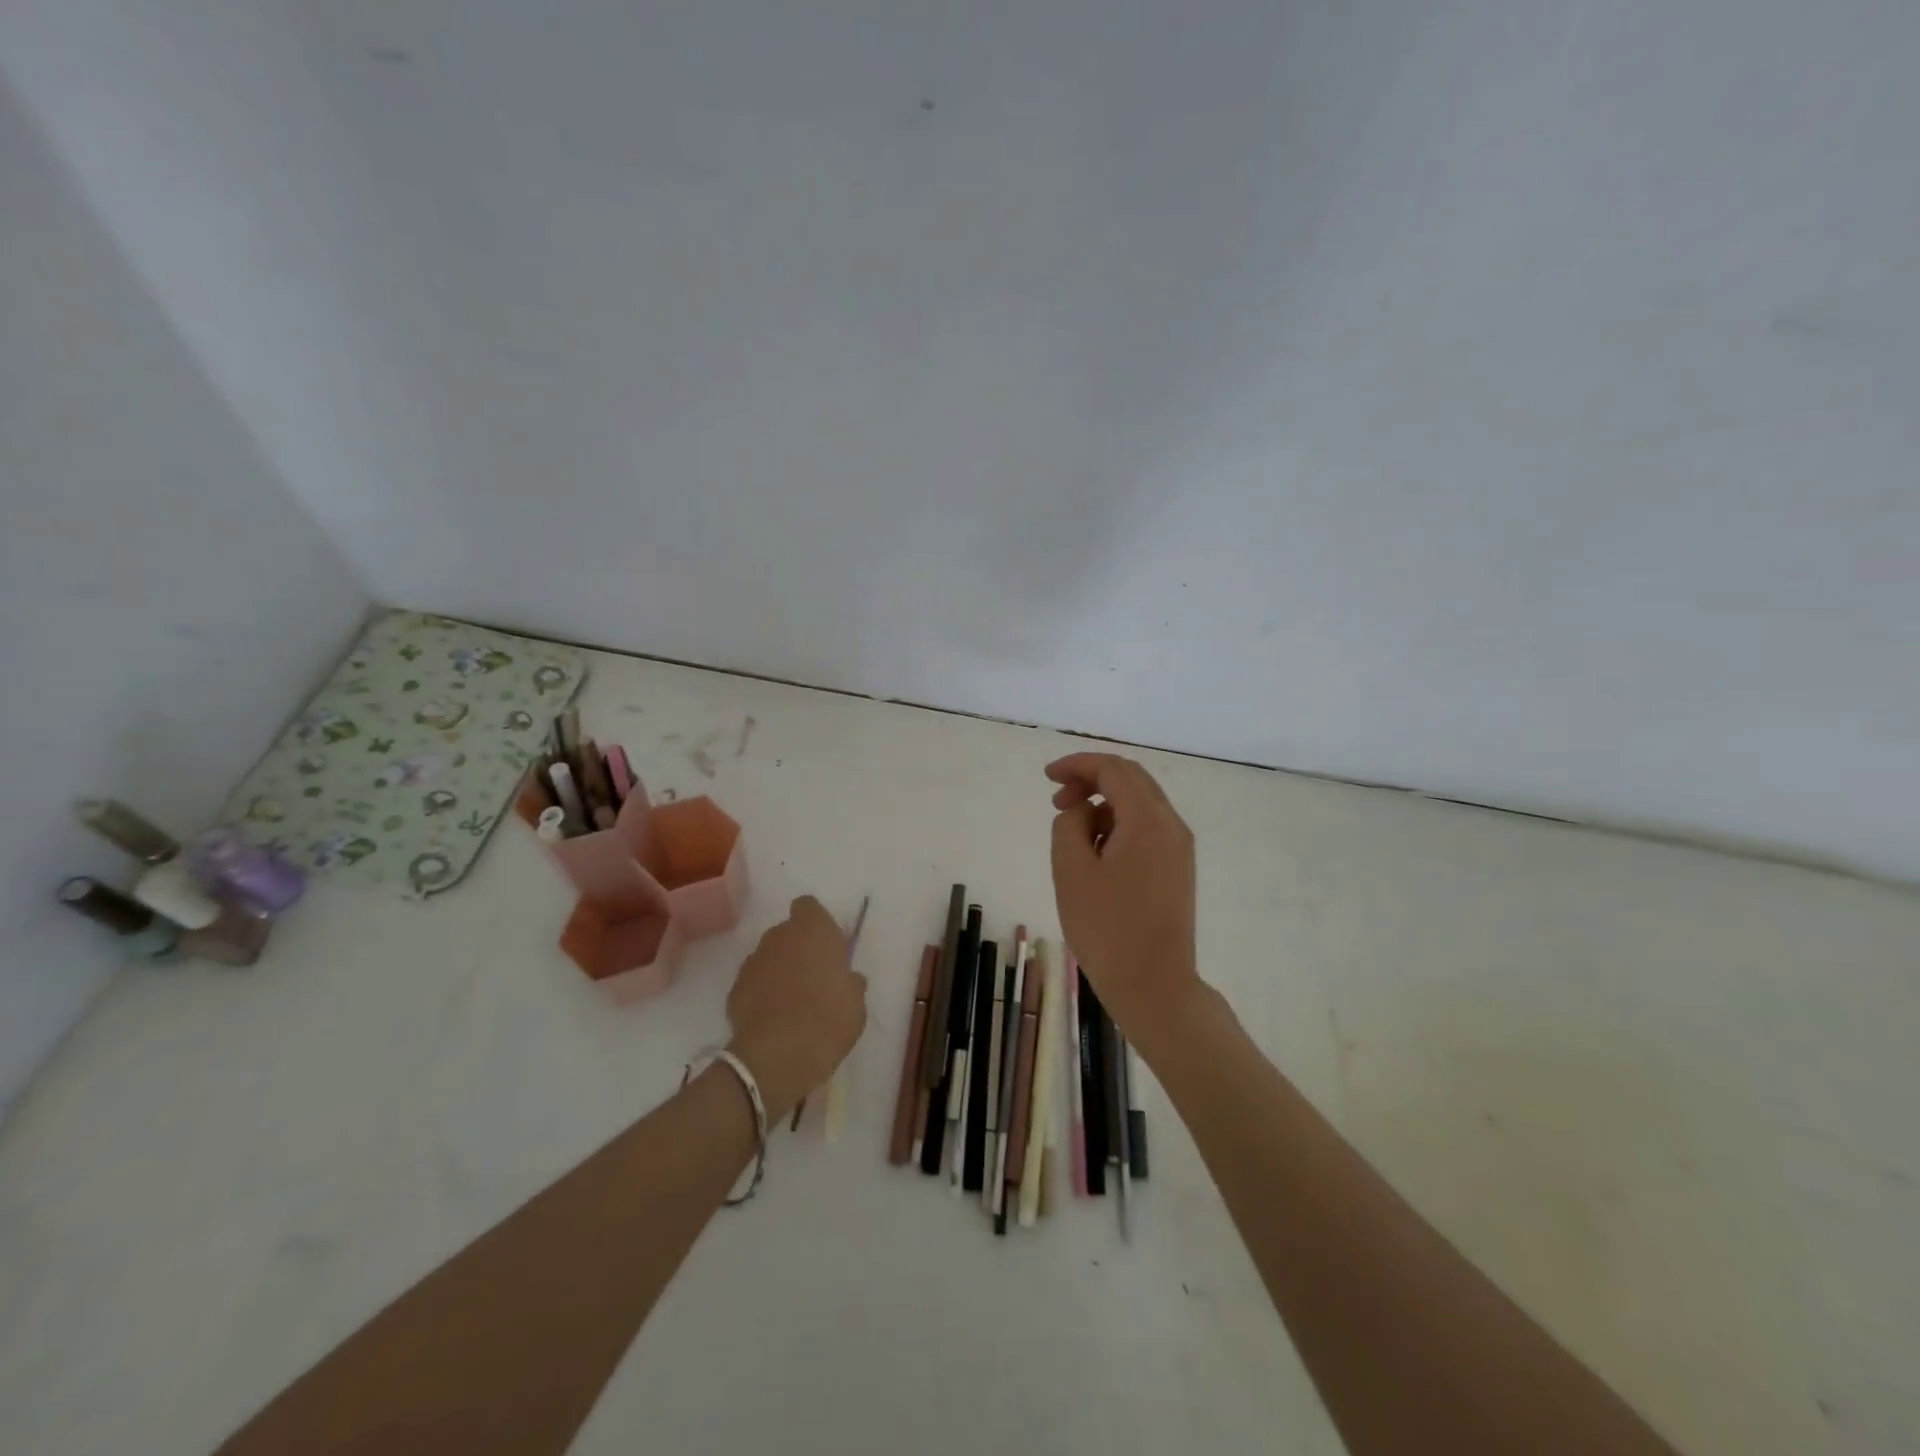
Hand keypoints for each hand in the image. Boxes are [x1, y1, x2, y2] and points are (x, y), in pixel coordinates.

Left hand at [726, 896, 867, 1122]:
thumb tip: (848, 979)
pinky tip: (773, 1017)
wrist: (777, 1056)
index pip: (808, 906)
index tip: (827, 947)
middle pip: (787, 932)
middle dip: (798, 948)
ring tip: (792, 1001)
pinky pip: (754, 982)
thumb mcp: (856, 1003)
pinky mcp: (735, 989)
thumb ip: (851, 983)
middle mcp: (779, 937)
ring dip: (779, 970)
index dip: (816, 923)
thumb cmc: (828, 1019)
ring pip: (769, 956)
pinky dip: (761, 993)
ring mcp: (753, 962)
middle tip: (813, 977)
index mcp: (813, 930)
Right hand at [1047, 753, 1199, 1041]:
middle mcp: (1171, 826)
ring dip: (1104, 804)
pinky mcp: (1177, 869)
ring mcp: (1179, 848)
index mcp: (1148, 820)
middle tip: (1058, 800)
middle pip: (1131, 780)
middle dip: (1091, 780)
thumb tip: (1082, 812)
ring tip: (1072, 832)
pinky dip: (1118, 825)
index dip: (1078, 765)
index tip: (1047, 777)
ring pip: (1139, 804)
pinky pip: (1146, 828)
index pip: (1114, 770)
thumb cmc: (1107, 929)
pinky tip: (1096, 852)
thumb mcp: (1072, 871)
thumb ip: (1069, 825)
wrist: (1154, 986)